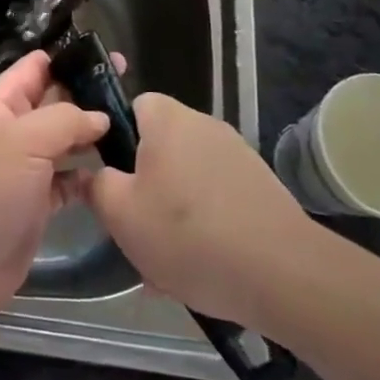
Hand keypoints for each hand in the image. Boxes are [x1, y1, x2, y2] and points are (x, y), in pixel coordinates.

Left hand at [0, 51, 108, 330]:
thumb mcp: (23, 141)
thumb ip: (65, 120)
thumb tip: (101, 116)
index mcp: (2, 105)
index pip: (36, 68)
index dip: (67, 57)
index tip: (106, 54)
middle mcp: (15, 130)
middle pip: (56, 101)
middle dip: (89, 92)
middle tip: (131, 85)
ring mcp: (28, 167)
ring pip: (67, 140)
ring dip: (95, 133)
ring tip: (135, 124)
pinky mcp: (41, 201)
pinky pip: (72, 179)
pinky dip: (92, 175)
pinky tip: (119, 170)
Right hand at [74, 92, 316, 331]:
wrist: (284, 275)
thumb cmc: (188, 234)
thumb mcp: (121, 214)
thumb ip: (96, 185)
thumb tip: (94, 173)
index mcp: (169, 120)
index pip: (133, 105)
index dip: (115, 136)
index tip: (111, 175)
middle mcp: (206, 126)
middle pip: (160, 146)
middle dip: (145, 183)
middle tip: (135, 225)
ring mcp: (239, 157)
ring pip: (187, 179)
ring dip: (173, 211)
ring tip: (166, 260)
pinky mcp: (262, 189)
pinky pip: (216, 200)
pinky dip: (205, 226)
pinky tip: (202, 266)